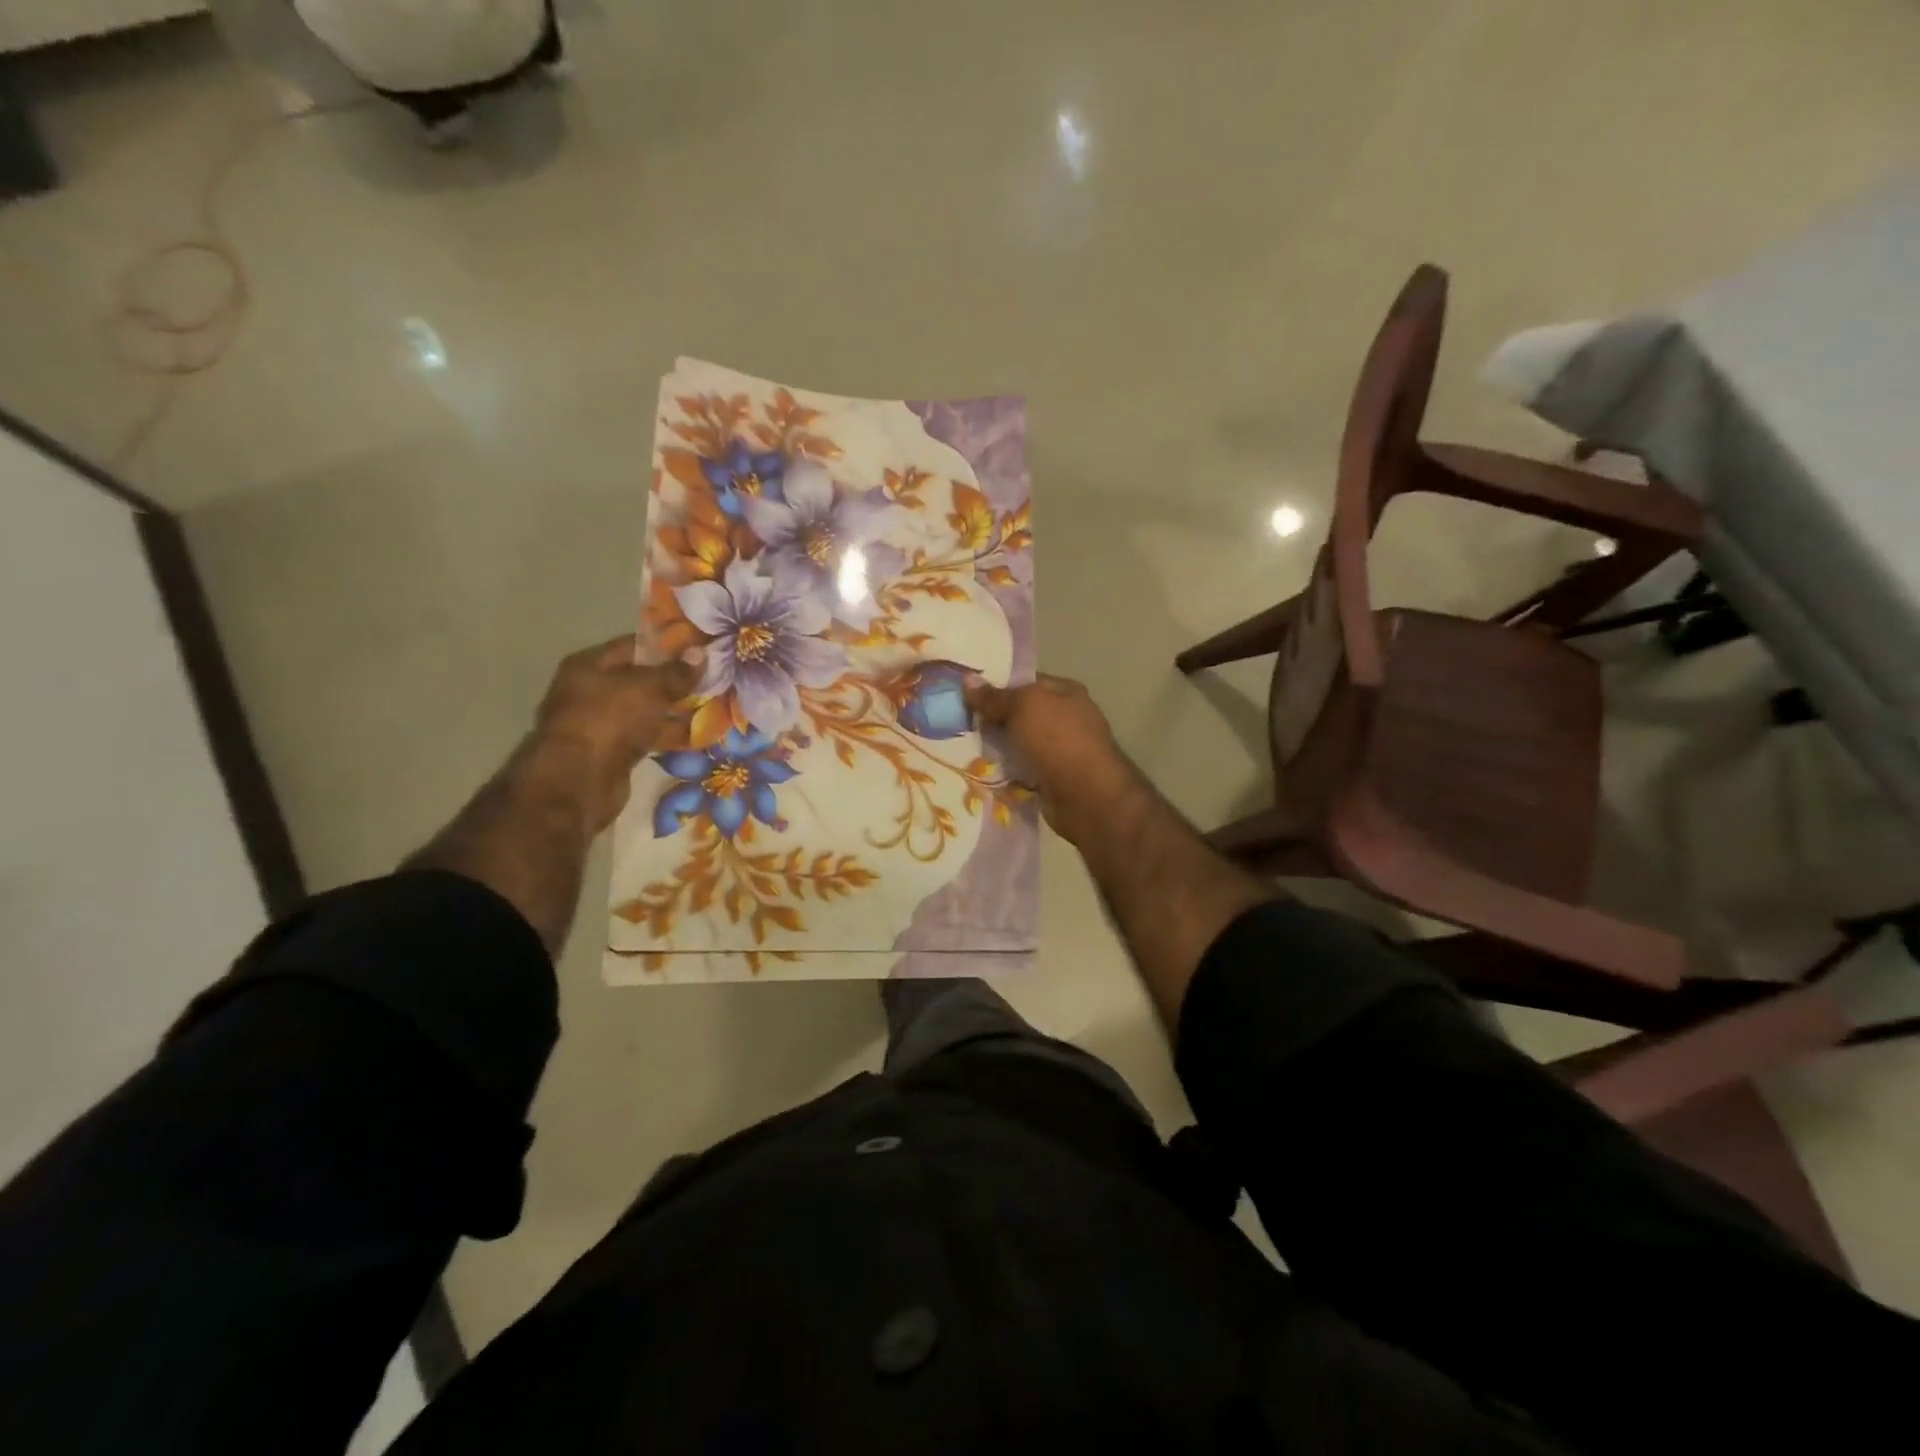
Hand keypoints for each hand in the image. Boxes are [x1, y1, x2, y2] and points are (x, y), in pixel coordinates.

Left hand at [533, 636, 697, 830]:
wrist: (579, 780)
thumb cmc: (610, 720)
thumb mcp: (649, 688)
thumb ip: (676, 672)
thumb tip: (701, 654)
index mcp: (589, 664)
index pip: (634, 646)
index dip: (668, 646)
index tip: (700, 649)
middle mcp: (590, 690)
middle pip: (640, 679)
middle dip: (674, 681)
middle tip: (712, 679)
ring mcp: (600, 723)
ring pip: (645, 710)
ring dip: (674, 710)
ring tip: (712, 707)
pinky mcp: (611, 752)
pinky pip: (645, 736)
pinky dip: (666, 734)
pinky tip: (697, 735)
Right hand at [964, 673, 1133, 843]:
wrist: (1086, 796)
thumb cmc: (1057, 739)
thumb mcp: (1022, 707)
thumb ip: (994, 696)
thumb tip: (967, 680)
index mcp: (1066, 692)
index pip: (1026, 682)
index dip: (997, 686)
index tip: (966, 694)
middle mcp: (1067, 718)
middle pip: (1021, 714)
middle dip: (993, 720)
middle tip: (959, 722)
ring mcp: (1062, 751)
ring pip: (1020, 744)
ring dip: (997, 748)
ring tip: (962, 748)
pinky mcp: (1054, 779)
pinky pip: (1023, 770)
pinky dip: (1006, 772)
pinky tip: (981, 773)